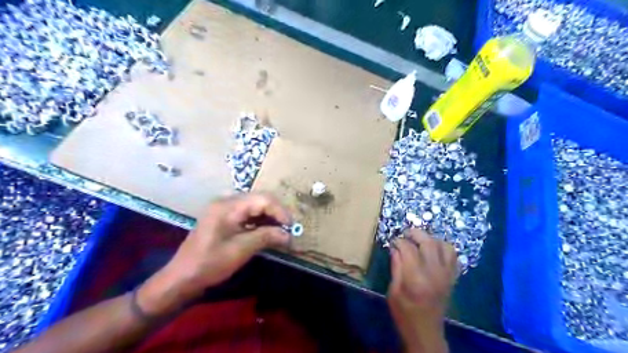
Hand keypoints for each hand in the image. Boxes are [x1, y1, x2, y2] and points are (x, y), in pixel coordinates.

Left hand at [138, 195, 291, 315]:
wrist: (182, 277)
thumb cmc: (210, 263)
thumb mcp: (241, 250)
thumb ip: (267, 237)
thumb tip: (289, 235)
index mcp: (229, 205)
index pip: (263, 199)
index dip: (280, 211)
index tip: (291, 228)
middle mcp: (226, 200)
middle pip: (260, 199)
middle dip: (276, 213)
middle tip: (287, 229)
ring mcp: (223, 207)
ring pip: (254, 205)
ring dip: (269, 216)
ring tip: (280, 231)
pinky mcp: (223, 216)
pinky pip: (247, 212)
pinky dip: (259, 220)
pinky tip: (266, 231)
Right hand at [389, 229, 456, 352]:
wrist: (426, 332)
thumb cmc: (404, 313)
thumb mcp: (393, 291)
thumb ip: (396, 267)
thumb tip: (395, 248)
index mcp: (416, 278)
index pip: (409, 249)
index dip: (399, 241)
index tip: (393, 241)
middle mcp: (434, 273)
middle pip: (429, 242)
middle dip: (416, 233)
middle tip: (406, 233)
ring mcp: (446, 275)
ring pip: (444, 246)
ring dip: (431, 239)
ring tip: (420, 241)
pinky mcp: (452, 278)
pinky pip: (453, 256)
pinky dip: (444, 248)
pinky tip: (434, 250)